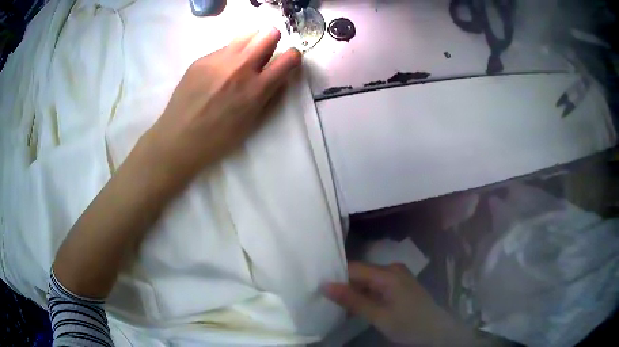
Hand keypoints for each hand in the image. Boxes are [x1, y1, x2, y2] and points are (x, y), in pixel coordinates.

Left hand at [141, 28, 301, 182]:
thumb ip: (268, 95)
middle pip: (269, 33)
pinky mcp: (202, 59)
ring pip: (246, 34)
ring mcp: (219, 60)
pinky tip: (216, 73)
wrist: (179, 138)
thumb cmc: (218, 138)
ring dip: (251, 43)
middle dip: (272, 41)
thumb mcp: (251, 122)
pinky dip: (228, 56)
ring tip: (240, 60)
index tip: (286, 62)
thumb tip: (279, 76)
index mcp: (257, 88)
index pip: (290, 57)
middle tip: (263, 54)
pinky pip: (224, 48)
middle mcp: (241, 67)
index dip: (293, 57)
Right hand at [326, 262, 459, 345]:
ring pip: (368, 280)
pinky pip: (377, 285)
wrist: (437, 331)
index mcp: (387, 273)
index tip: (318, 288)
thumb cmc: (408, 324)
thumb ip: (352, 300)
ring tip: (338, 305)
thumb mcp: (378, 316)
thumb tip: (325, 285)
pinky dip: (366, 295)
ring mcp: (398, 276)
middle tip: (326, 300)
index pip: (353, 268)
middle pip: (361, 273)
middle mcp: (392, 269)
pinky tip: (358, 307)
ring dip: (355, 293)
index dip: (335, 277)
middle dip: (345, 286)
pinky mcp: (400, 284)